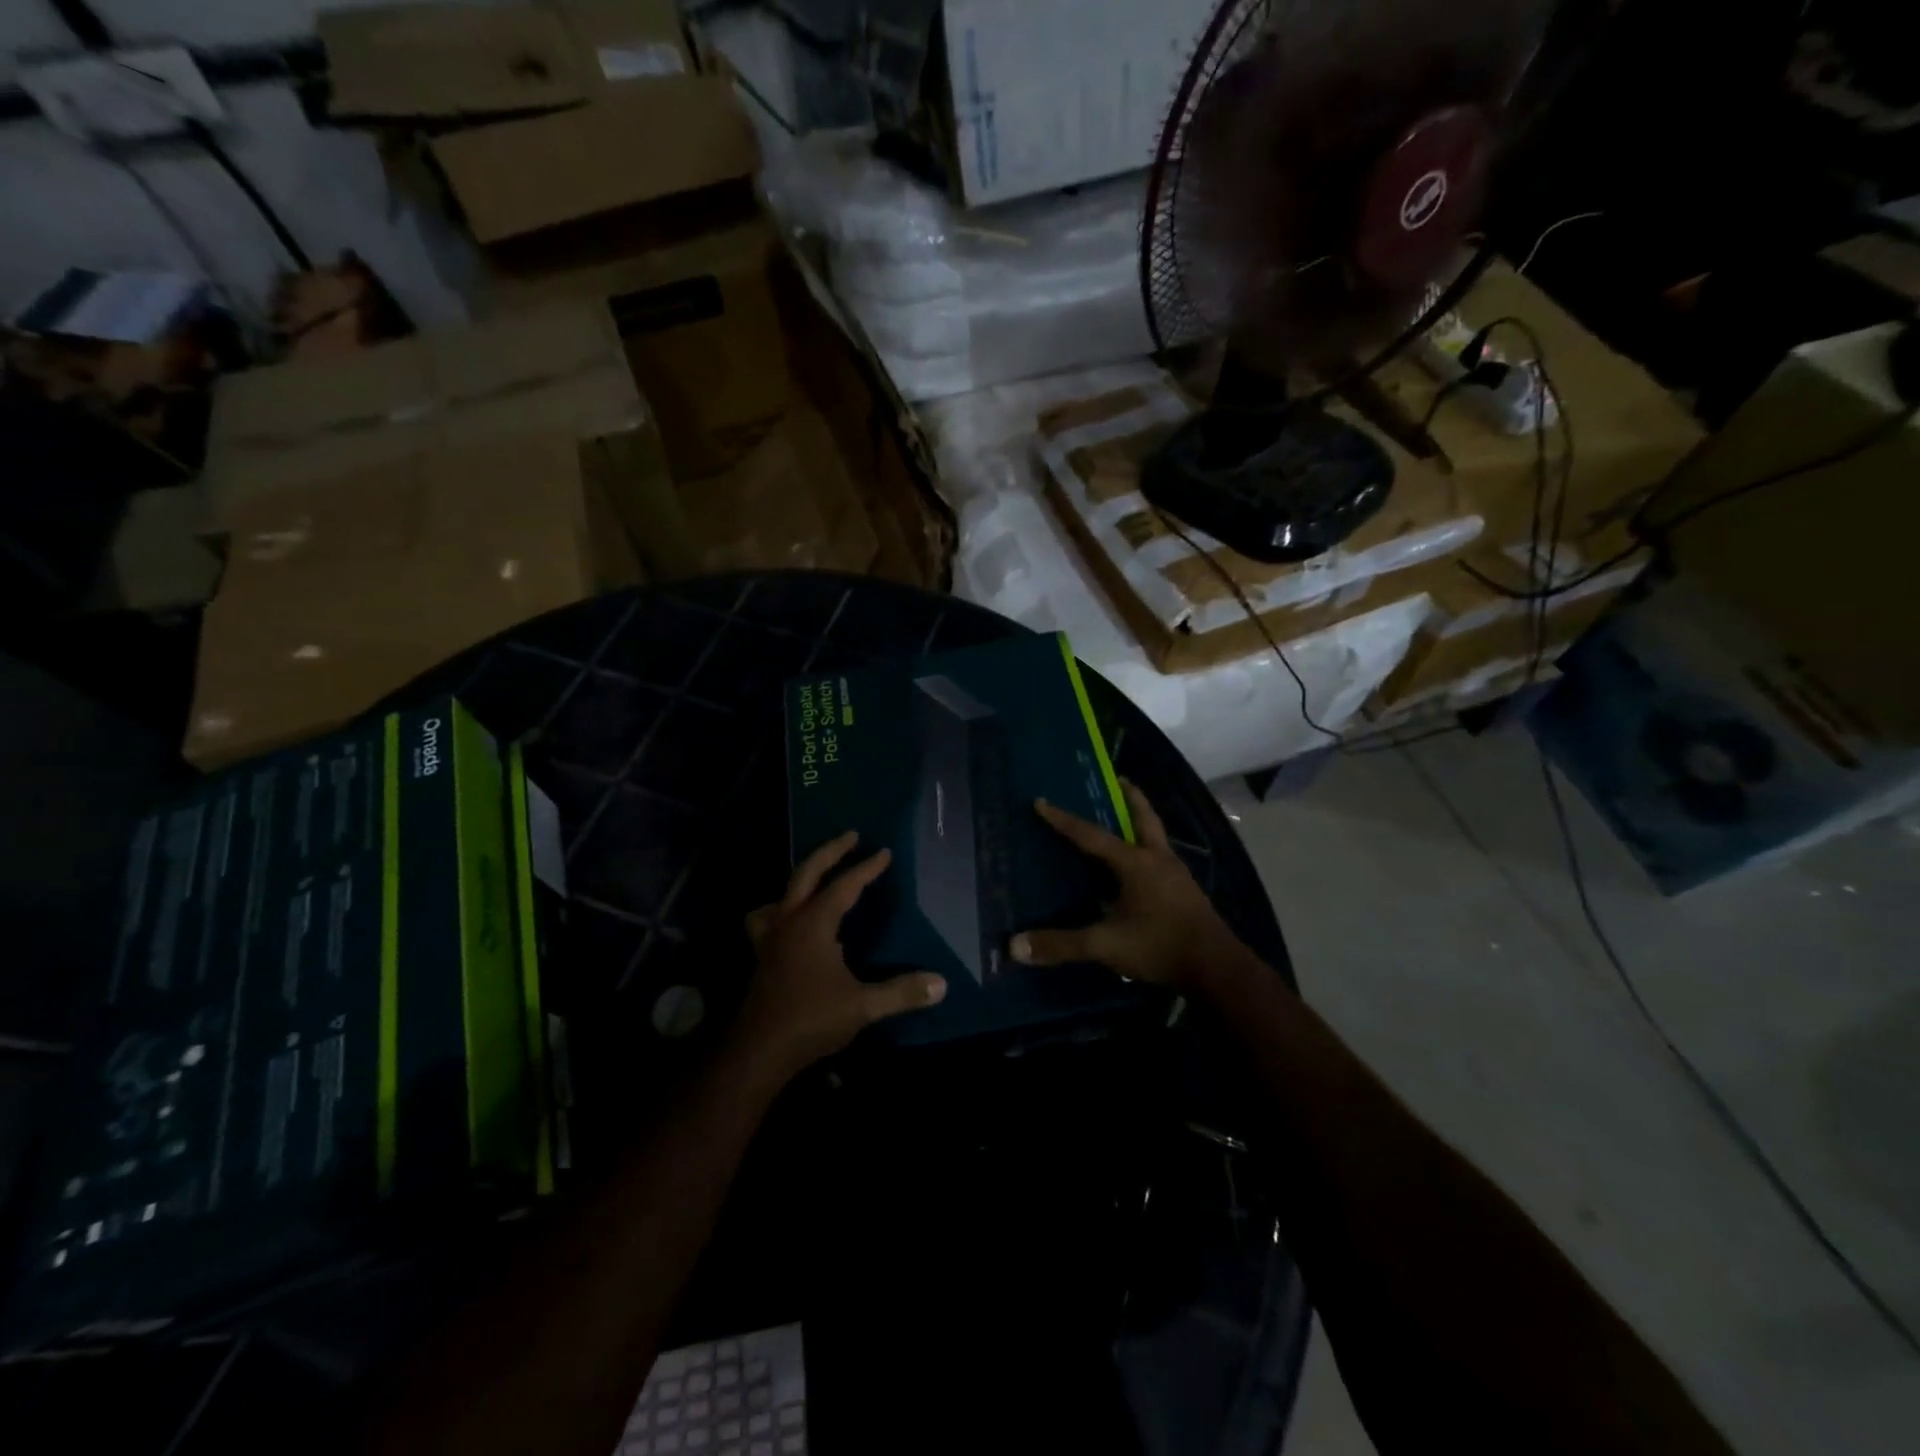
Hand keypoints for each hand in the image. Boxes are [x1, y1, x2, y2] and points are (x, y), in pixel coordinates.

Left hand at [734, 832, 946, 1079]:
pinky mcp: (762, 956)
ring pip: (782, 893)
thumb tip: (942, 984)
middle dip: (830, 851)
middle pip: (807, 873)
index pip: (844, 886)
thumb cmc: (810, 1020)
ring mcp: (770, 938)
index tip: (884, 852)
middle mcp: (788, 921)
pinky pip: (768, 919)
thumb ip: (901, 993)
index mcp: (813, 924)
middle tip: (851, 835)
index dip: (866, 868)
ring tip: (817, 877)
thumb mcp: (862, 1006)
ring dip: (802, 878)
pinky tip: (791, 925)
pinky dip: (780, 911)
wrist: (759, 1051)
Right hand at [1010, 781, 1236, 991]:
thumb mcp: (1107, 945)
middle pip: (1144, 818)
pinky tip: (1139, 867)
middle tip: (1118, 779)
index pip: (1092, 836)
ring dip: (1141, 822)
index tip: (1041, 801)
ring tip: (1125, 819)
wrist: (1217, 968)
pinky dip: (1147, 850)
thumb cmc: (1160, 946)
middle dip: (1130, 797)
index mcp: (1135, 863)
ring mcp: (1176, 875)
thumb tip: (1016, 946)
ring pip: (1156, 837)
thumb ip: (1063, 944)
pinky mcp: (1185, 892)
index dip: (1064, 820)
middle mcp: (1158, 860)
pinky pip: (1161, 859)